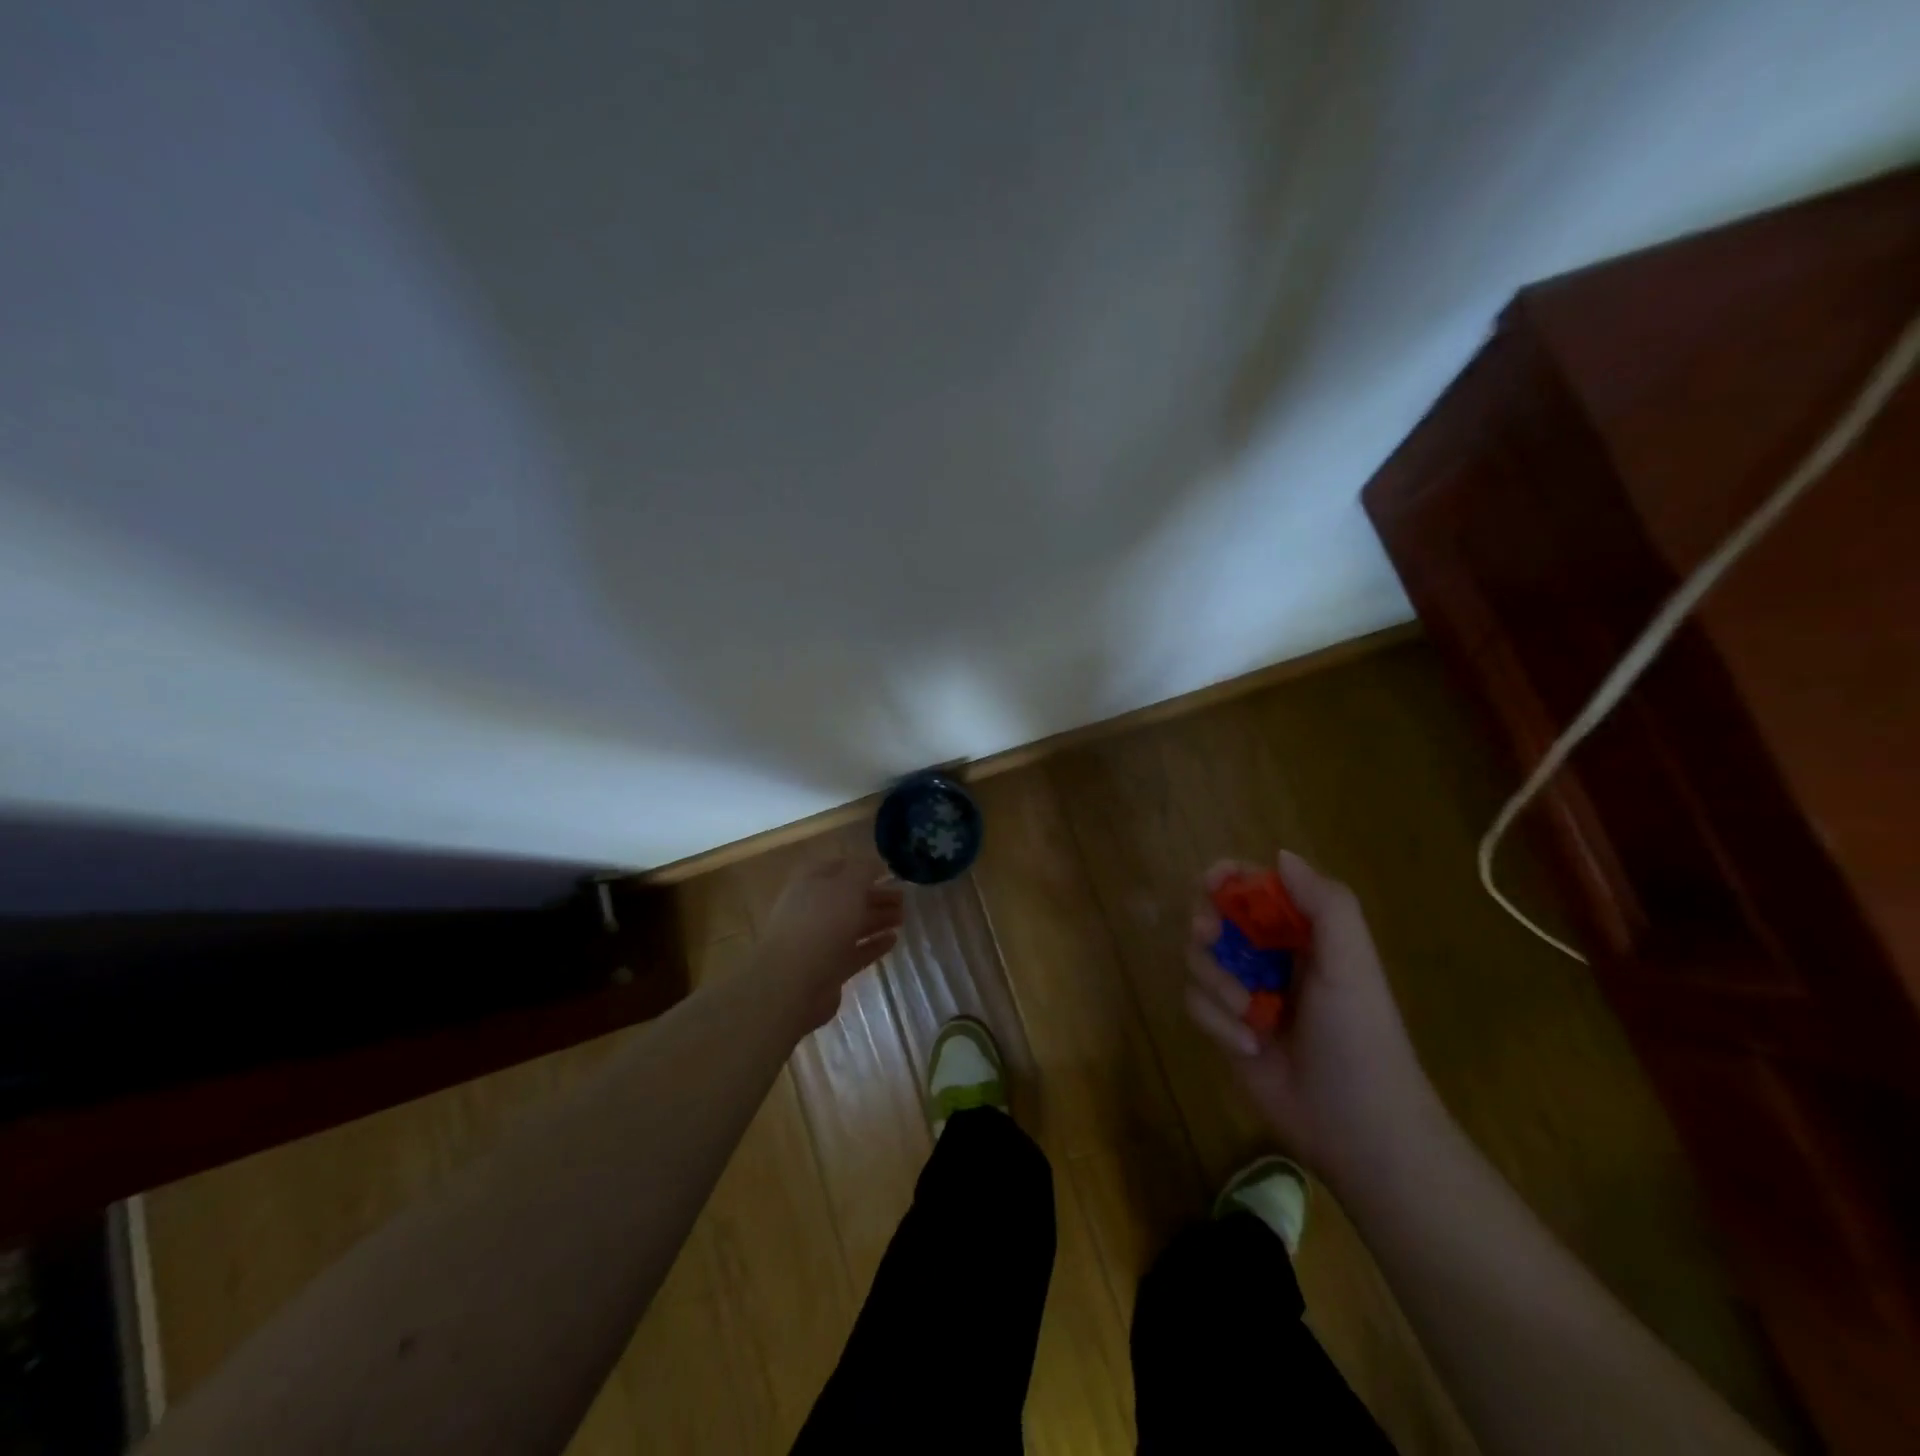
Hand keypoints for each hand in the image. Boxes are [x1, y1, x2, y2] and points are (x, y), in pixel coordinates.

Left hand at [757, 855, 905, 1027]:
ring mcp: (819, 940)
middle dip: (875, 895)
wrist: (792, 982)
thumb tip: (877, 862)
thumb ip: (864, 870)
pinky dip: (873, 945)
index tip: (888, 870)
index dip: (862, 866)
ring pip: (852, 924)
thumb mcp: (847, 885)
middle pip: (848, 897)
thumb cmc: (820, 923)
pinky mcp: (828, 968)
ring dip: (878, 918)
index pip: (838, 867)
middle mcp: (813, 909)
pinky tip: (893, 940)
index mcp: (811, 883)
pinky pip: (855, 951)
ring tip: (903, 917)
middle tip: (904, 897)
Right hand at [1185, 852, 1442, 1186]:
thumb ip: (1325, 904)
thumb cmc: (1360, 1037)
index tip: (1212, 883)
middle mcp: (1268, 956)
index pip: (1255, 886)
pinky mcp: (1225, 1026)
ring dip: (1217, 983)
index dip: (1229, 877)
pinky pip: (1195, 1002)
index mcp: (1301, 933)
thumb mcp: (1352, 964)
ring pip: (1198, 959)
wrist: (1358, 1128)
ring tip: (1250, 1016)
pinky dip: (1216, 1020)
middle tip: (1210, 938)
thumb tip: (1280, 855)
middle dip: (1208, 926)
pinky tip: (1248, 1045)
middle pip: (1214, 916)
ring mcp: (1244, 991)